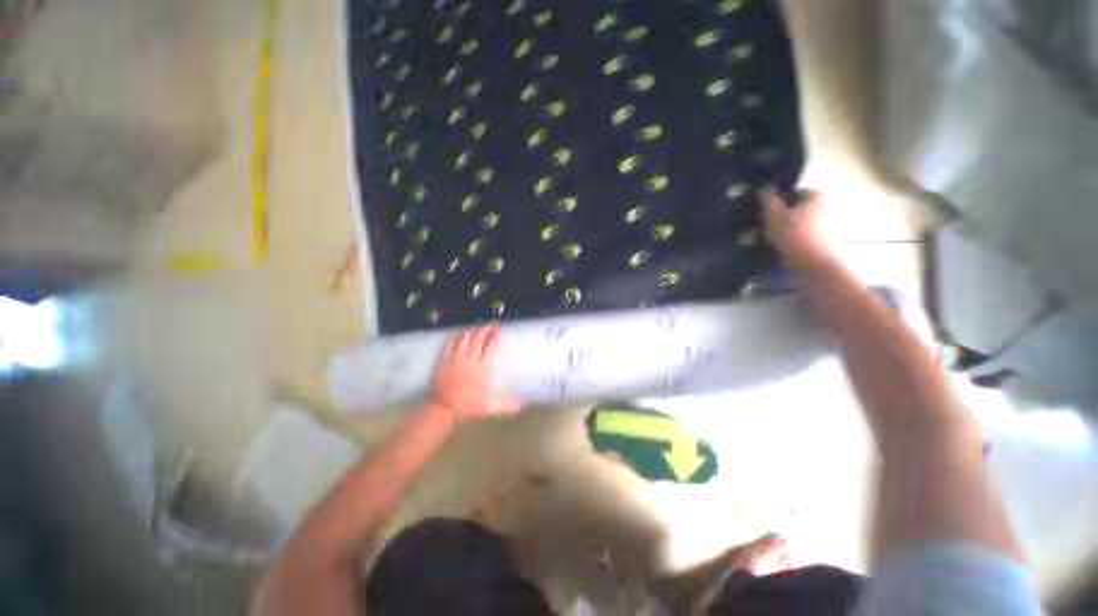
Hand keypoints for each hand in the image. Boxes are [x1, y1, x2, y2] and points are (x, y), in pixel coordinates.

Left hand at [429, 326, 520, 421]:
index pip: (491, 346)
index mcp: (483, 367)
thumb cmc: (470, 406)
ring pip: (465, 338)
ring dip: (472, 331)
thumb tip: (521, 405)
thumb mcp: (491, 406)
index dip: (495, 336)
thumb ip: (507, 404)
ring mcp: (456, 358)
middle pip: (478, 338)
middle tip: (491, 324)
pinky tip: (460, 335)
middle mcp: (471, 358)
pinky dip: (457, 337)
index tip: (499, 330)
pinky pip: (451, 344)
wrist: (444, 408)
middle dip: (485, 329)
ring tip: (477, 327)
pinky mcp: (445, 360)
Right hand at [761, 188, 835, 272]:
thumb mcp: (774, 216)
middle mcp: (826, 206)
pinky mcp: (826, 241)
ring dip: (784, 231)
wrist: (816, 265)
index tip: (763, 216)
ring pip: (797, 224)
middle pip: (795, 209)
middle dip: (779, 218)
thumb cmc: (795, 237)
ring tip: (768, 243)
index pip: (791, 193)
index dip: (775, 204)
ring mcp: (828, 224)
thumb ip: (769, 201)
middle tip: (762, 230)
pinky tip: (780, 250)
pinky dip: (792, 241)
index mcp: (816, 195)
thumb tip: (765, 187)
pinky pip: (803, 237)